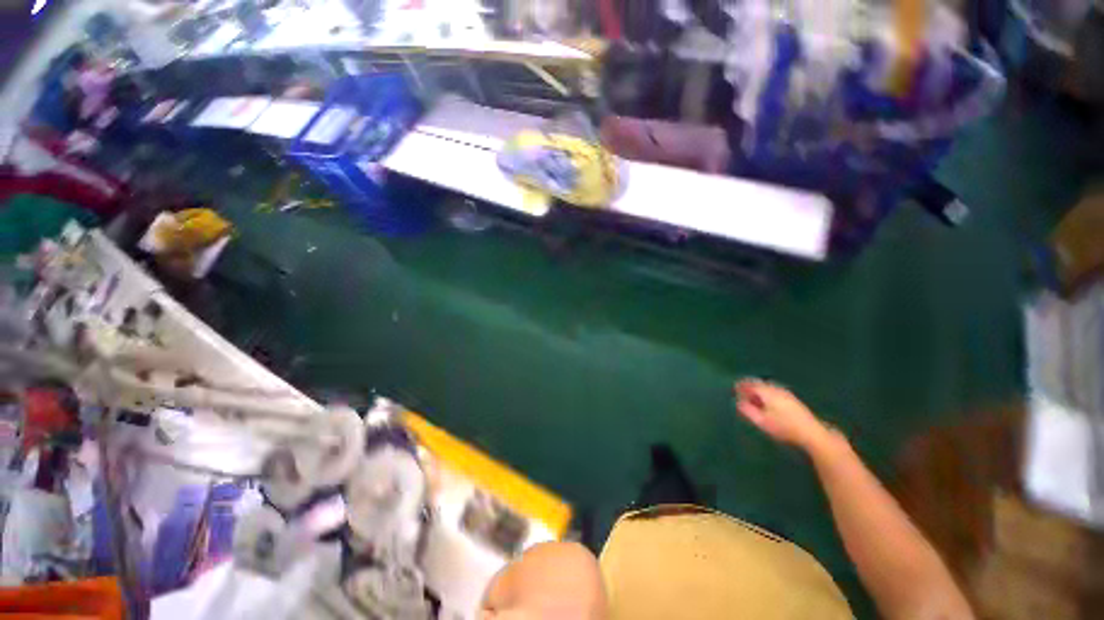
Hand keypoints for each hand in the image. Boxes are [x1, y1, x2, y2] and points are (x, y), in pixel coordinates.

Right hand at [734, 379, 832, 451]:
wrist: (811, 433)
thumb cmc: (783, 427)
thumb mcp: (761, 421)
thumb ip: (747, 410)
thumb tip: (738, 402)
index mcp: (766, 392)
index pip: (749, 384)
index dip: (740, 385)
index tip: (733, 389)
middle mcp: (775, 389)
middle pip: (759, 383)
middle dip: (749, 387)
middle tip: (741, 393)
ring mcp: (785, 393)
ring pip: (767, 387)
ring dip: (758, 390)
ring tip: (752, 398)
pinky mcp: (792, 399)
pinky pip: (774, 391)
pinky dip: (766, 393)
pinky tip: (767, 402)